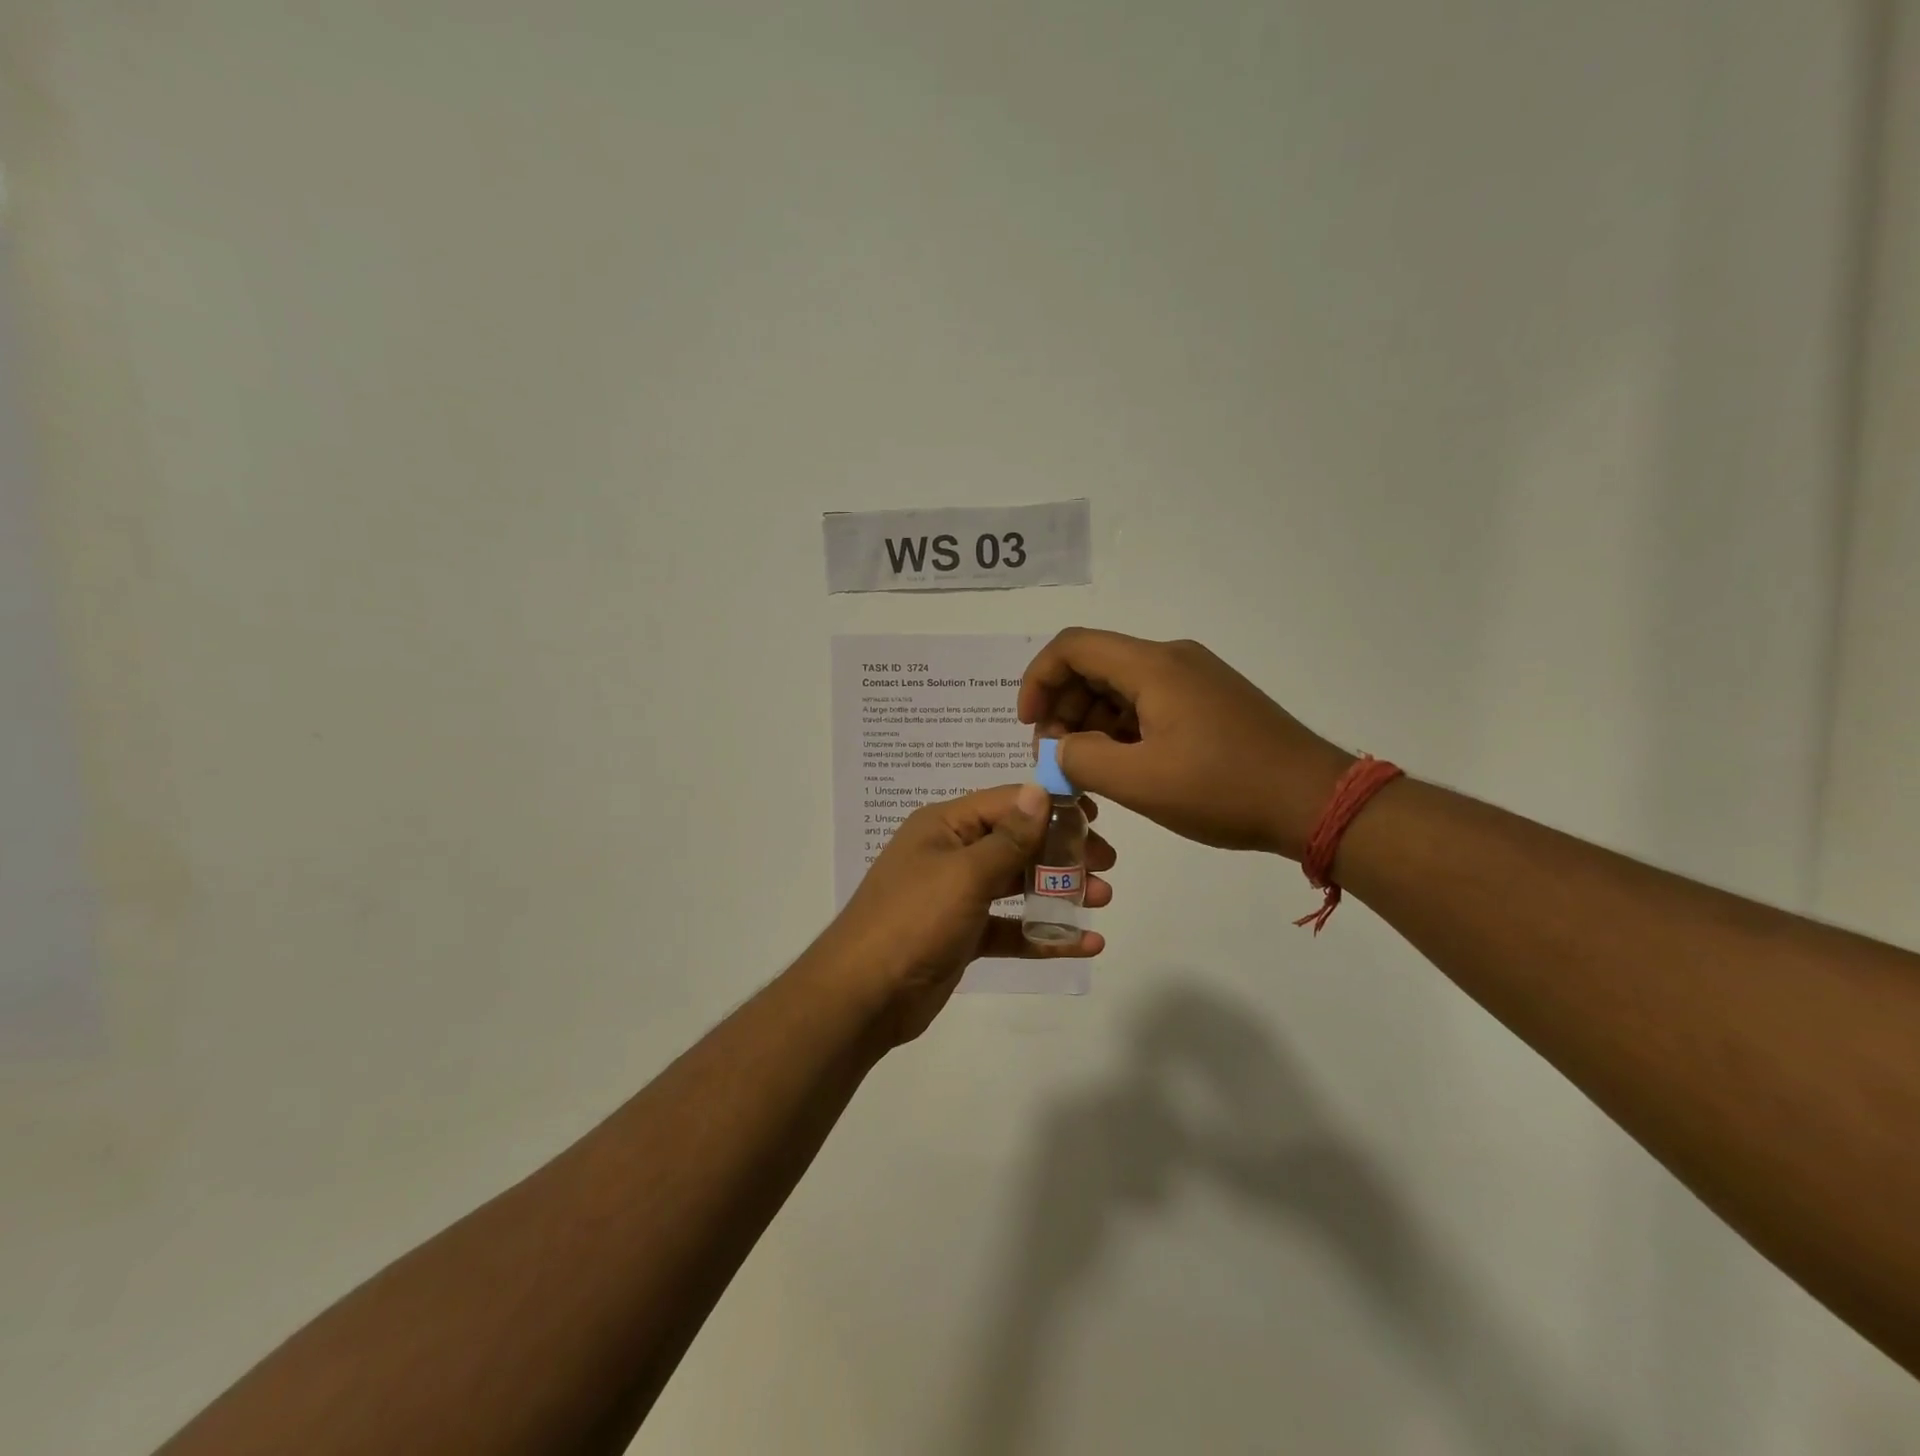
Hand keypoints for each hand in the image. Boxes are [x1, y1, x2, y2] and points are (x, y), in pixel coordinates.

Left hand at [814, 783, 1114, 1043]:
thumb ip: (1009, 837)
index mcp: (945, 826)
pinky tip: (1084, 944)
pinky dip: (1044, 934)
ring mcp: (957, 897)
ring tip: (1102, 899)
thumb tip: (1040, 790)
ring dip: (1059, 891)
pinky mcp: (964, 936)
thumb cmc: (914, 920)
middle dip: (1062, 852)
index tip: (1096, 817)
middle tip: (1107, 864)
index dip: (1051, 806)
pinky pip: (1011, 928)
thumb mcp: (965, 873)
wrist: (864, 996)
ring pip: (1017, 885)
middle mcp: (952, 854)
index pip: (1007, 803)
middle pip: (1017, 842)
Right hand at [1019, 629, 1353, 858]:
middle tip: (1056, 757)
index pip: (1072, 647)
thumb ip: (1082, 759)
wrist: (1314, 801)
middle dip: (1062, 707)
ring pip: (1120, 686)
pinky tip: (1121, 765)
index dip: (1038, 680)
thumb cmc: (1224, 788)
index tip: (1028, 726)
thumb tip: (1059, 750)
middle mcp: (1172, 660)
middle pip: (1094, 665)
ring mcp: (1194, 679)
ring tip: (1085, 768)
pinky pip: (1148, 702)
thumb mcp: (1140, 782)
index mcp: (1153, 666)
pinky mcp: (1209, 702)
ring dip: (1090, 720)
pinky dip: (1121, 728)